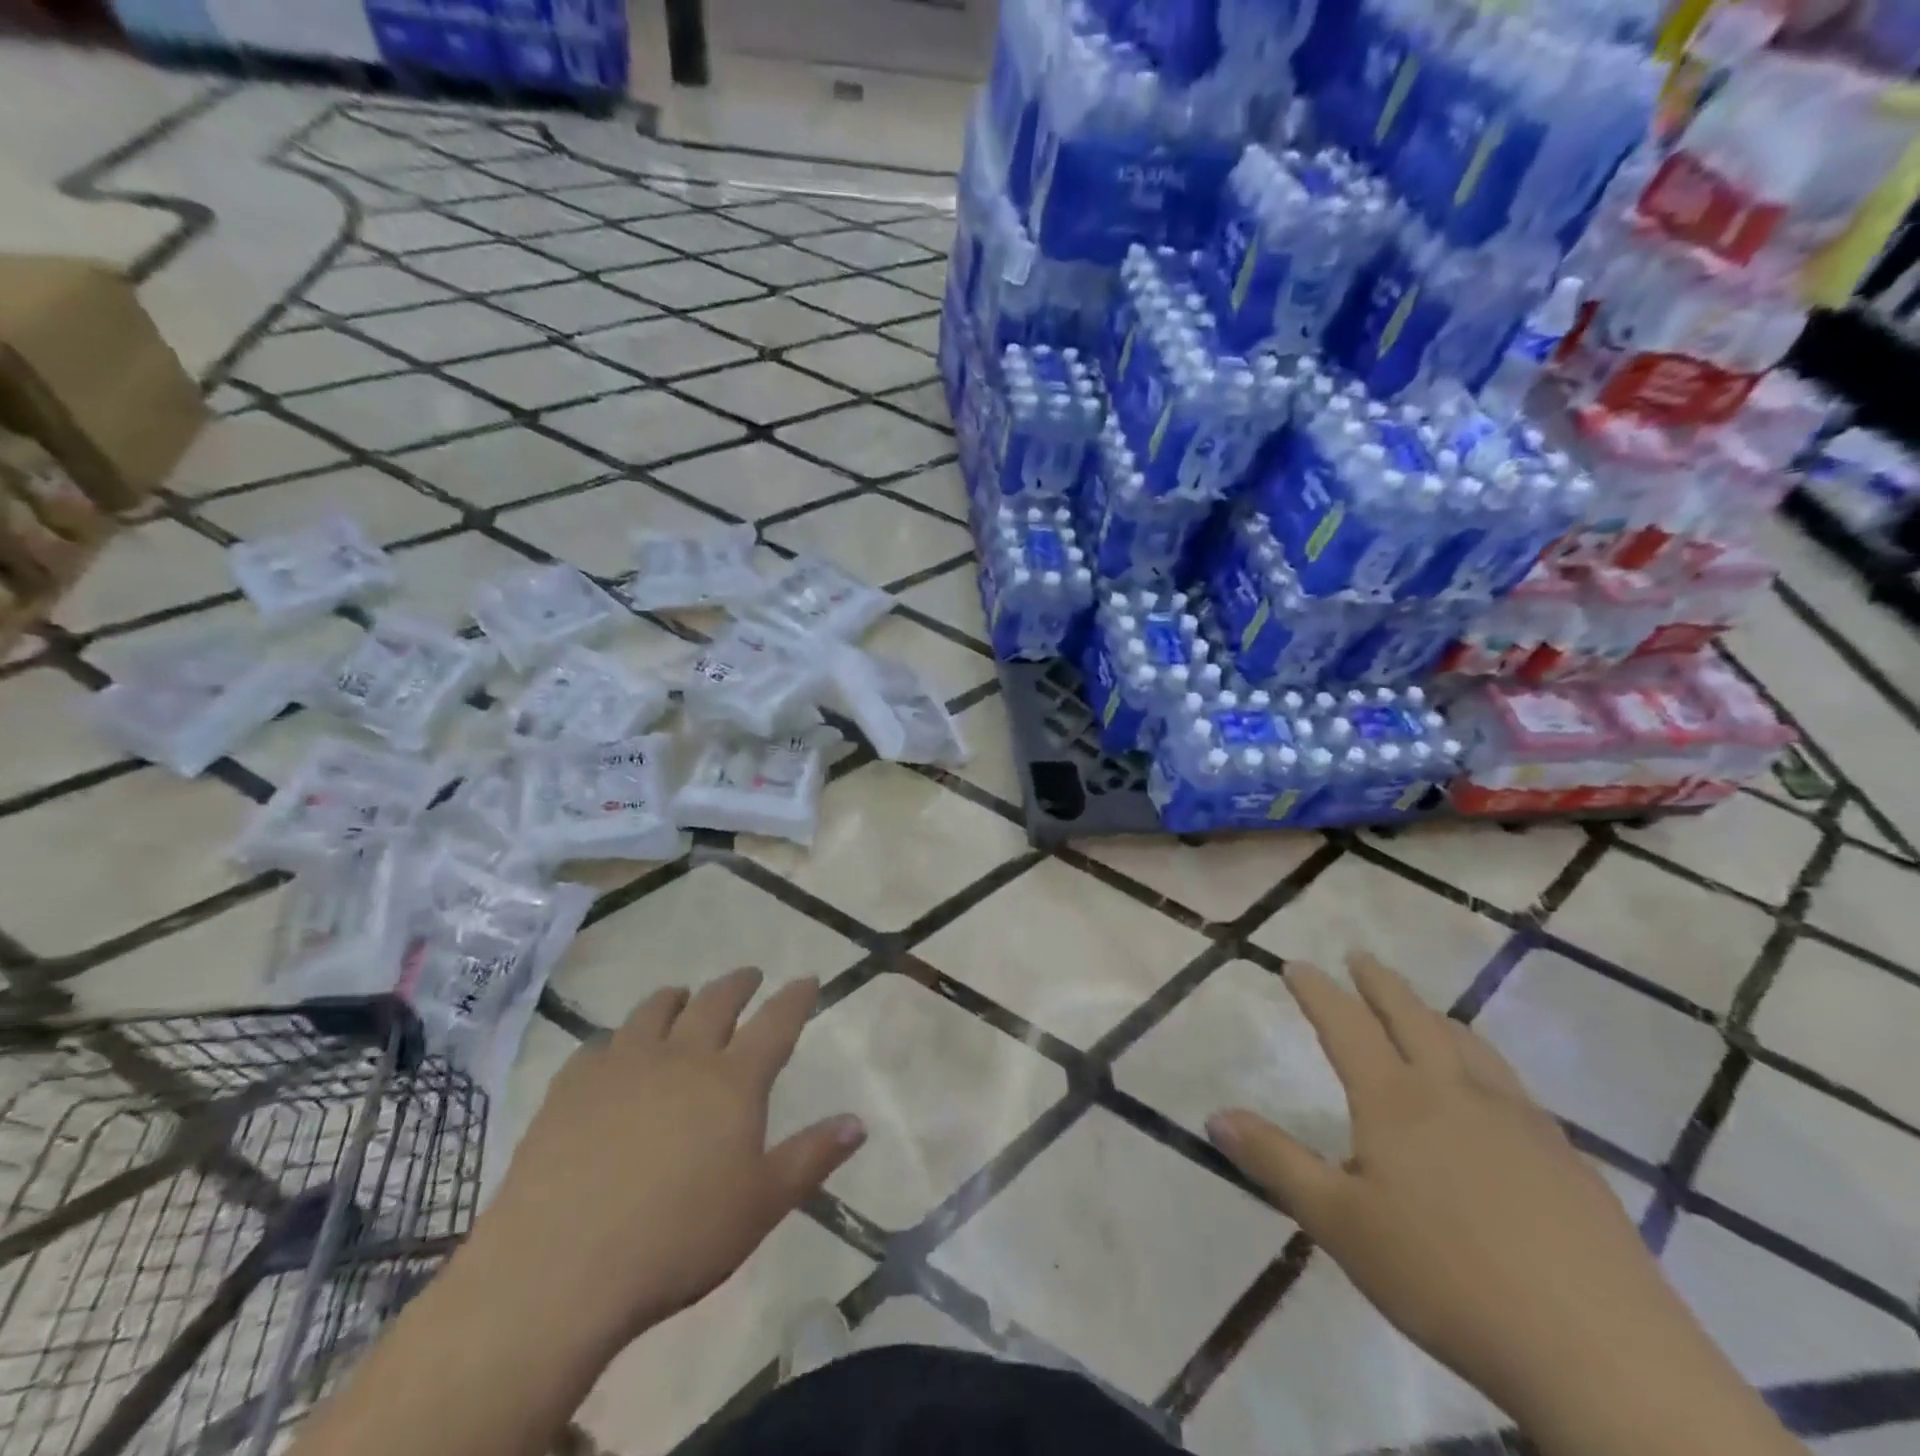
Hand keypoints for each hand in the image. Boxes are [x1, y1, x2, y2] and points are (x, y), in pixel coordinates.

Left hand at [479, 969, 864, 1350]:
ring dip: (676, 998)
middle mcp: (682, 1056)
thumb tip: (859, 1123)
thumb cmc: (678, 1239)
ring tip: (682, 996)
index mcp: (733, 1080)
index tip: (807, 979)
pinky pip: (600, 1045)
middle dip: (738, 984)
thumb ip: (812, 1157)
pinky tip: (613, 1053)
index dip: (795, 998)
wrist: (559, 1269)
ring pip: (655, 1010)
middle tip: (749, 976)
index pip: (776, 1023)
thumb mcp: (761, 1205)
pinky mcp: (571, 1086)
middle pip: (716, 1002)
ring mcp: (623, 1065)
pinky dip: (618, 1039)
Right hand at [1206, 955, 1733, 1435]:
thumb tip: (1214, 1115)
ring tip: (1421, 1009)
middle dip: (1379, 983)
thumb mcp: (1338, 1223)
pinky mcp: (1567, 1158)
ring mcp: (1519, 1121)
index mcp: (1395, 1100)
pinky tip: (1492, 1093)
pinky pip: (1512, 1086)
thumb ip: (1275, 1163)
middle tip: (1359, 956)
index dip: (1318, 991)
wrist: (1602, 1355)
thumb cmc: (1446, 1279)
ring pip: (1468, 1045)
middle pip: (1411, 1017)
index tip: (1297, 965)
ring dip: (1434, 1015)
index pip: (1346, 1025)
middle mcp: (1455, 1092)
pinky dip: (1483, 1064)